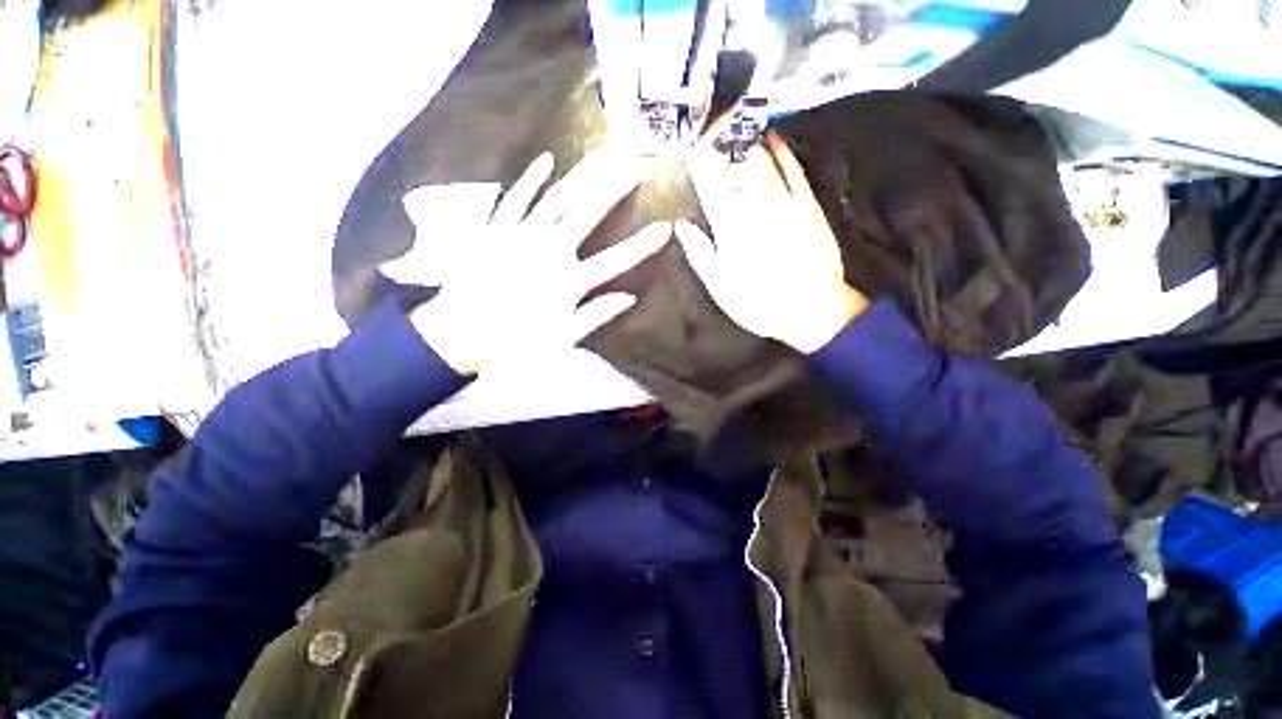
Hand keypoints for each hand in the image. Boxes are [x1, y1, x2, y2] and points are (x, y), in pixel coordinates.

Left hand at [405, 146, 671, 375]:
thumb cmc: (515, 342)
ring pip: (557, 196)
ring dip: (583, 173)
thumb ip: (597, 315)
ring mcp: (520, 235)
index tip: (666, 229)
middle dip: (616, 185)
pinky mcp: (495, 229)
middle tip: (638, 161)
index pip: (616, 260)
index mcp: (568, 281)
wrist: (459, 335)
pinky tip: (547, 161)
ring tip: (606, 153)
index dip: (643, 245)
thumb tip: (630, 297)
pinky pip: (515, 198)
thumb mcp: (563, 339)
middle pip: (587, 211)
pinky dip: (530, 179)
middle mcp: (548, 251)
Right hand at [678, 132, 867, 353]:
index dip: (699, 168)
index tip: (690, 148)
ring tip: (735, 129)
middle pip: (733, 172)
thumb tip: (682, 226)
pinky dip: (783, 153)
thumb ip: (700, 255)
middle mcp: (753, 211)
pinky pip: (793, 171)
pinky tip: (775, 139)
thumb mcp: (720, 287)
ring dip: (746, 145)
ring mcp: (783, 205)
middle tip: (711, 130)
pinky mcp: (808, 205)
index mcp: (729, 232)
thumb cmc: (759, 303)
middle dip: (721, 149)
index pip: (709, 191)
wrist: (810, 309)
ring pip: (761, 165)